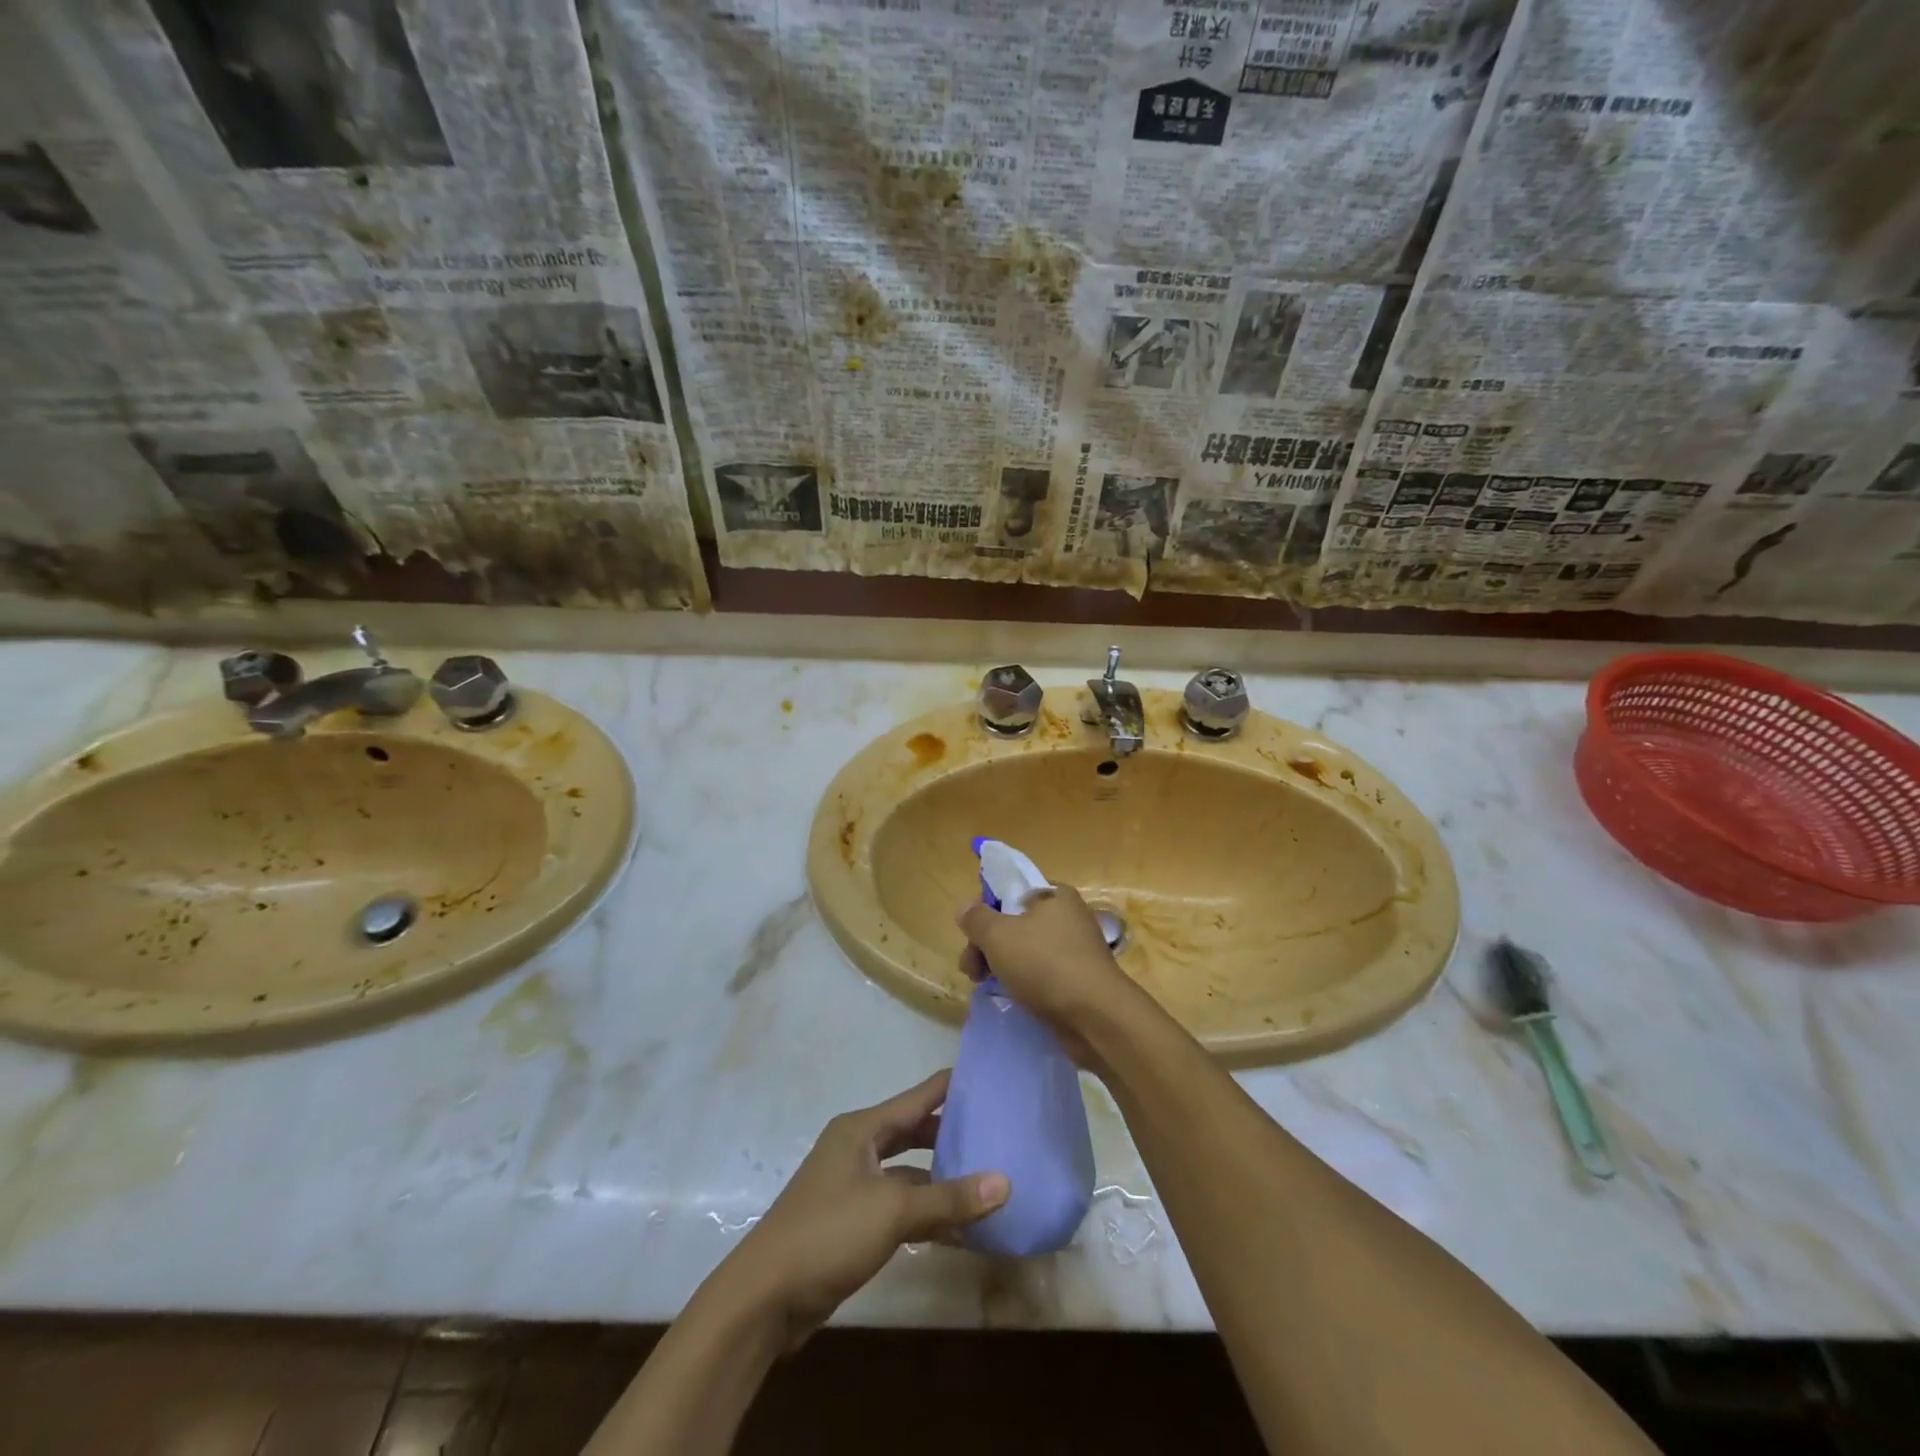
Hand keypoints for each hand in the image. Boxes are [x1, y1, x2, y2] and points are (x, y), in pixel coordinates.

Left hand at [718, 1071, 1007, 1348]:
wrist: (765, 1298)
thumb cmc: (828, 1233)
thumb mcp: (893, 1211)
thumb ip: (949, 1197)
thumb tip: (1005, 1183)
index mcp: (861, 1128)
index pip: (917, 1097)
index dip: (952, 1088)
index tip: (992, 1080)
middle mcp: (857, 1148)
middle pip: (913, 1132)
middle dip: (951, 1135)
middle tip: (997, 1133)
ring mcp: (853, 1186)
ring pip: (908, 1172)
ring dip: (941, 1179)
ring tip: (986, 1181)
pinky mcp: (853, 1222)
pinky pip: (899, 1206)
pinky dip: (925, 1213)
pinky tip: (959, 1229)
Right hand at [956, 884, 1141, 1066]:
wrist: (1096, 1017)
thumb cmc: (1046, 964)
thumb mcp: (999, 935)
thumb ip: (977, 918)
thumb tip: (965, 908)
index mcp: (1055, 895)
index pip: (1011, 892)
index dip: (986, 911)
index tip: (971, 937)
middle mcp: (1069, 917)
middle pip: (1015, 923)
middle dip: (987, 945)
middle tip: (970, 970)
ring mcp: (1076, 950)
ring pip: (1026, 951)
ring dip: (1001, 966)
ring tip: (984, 986)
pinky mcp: (1078, 980)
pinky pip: (1042, 974)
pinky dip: (1024, 983)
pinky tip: (1012, 997)